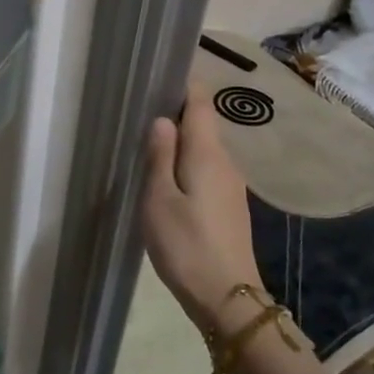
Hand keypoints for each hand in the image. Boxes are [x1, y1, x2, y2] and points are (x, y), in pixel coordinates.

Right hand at [142, 86, 263, 334]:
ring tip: (148, 148)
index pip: (200, 104)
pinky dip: (187, 166)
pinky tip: (168, 182)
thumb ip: (159, 156)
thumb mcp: (159, 199)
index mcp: (207, 154)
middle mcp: (226, 163)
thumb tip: (162, 119)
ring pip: (204, 151)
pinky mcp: (230, 206)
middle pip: (203, 126)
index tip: (159, 76)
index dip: (183, 86)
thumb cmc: (186, 244)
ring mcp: (232, 186)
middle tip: (140, 116)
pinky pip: (207, 172)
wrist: (227, 296)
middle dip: (176, 116)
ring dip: (180, 145)